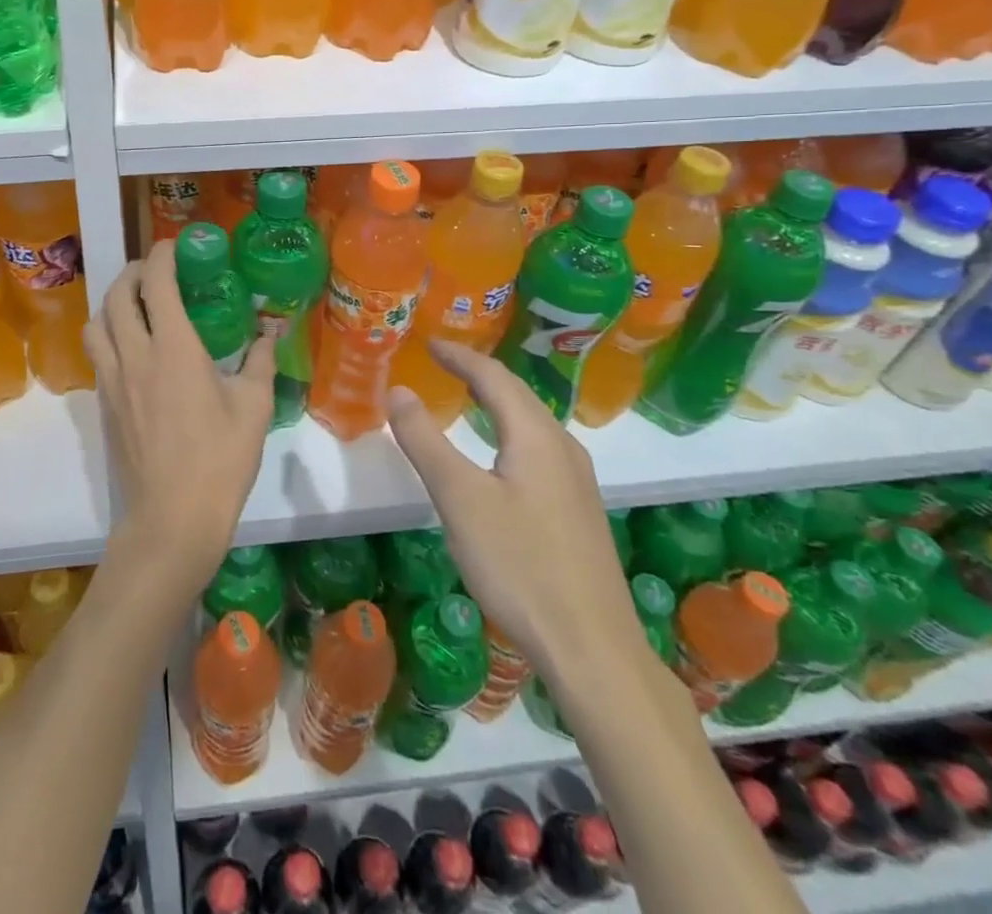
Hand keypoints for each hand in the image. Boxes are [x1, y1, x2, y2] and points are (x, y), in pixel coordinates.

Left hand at [84, 239, 275, 595]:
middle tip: (155, 272)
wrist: (172, 519)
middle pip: (117, 294)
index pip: (157, 283)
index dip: (162, 256)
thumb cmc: (220, 461)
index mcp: (173, 348)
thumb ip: (259, 363)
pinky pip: (97, 354)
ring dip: (112, 302)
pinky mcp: (104, 406)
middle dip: (133, 271)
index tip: (175, 246)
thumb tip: (269, 334)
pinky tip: (132, 350)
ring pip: (96, 323)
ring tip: (135, 305)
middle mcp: (134, 355)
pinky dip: (108, 335)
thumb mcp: (253, 408)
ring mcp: (113, 381)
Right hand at [386, 341, 643, 696]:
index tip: (429, 343)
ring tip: (467, 397)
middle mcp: (562, 447)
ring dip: (497, 402)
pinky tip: (500, 456)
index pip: (494, 377)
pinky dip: (510, 431)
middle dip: (479, 374)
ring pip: (531, 423)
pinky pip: (539, 448)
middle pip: (518, 394)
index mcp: (536, 435)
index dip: (459, 356)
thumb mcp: (460, 499)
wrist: (594, 649)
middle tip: (443, 363)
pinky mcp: (579, 510)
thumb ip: (425, 441)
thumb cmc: (520, 565)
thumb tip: (398, 390)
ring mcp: (577, 481)